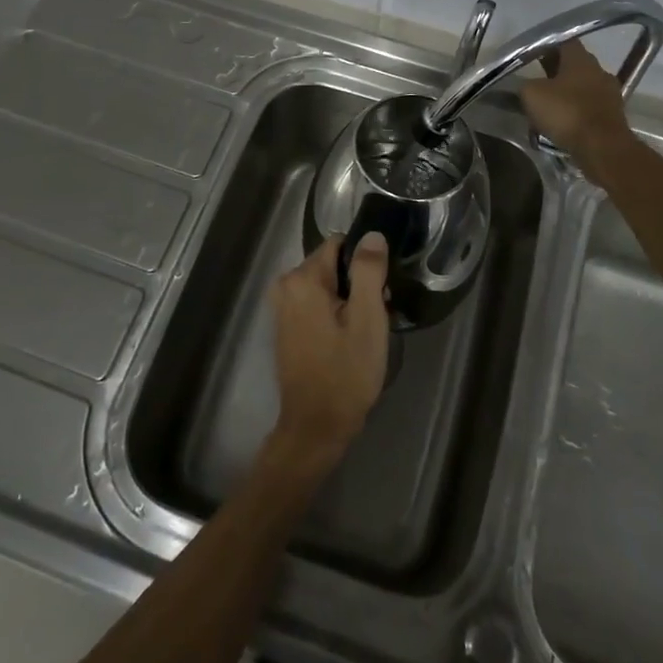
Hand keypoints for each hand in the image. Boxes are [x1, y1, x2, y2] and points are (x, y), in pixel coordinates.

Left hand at [269, 234, 390, 468]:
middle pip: (332, 265)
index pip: (340, 244)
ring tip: (364, 331)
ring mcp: (282, 307)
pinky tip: (348, 339)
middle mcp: (286, 285)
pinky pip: (315, 303)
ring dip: (347, 300)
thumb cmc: (345, 373)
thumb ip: (369, 271)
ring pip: (326, 285)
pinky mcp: (285, 326)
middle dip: (356, 283)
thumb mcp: (367, 320)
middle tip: (376, 315)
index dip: (364, 262)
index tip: (380, 289)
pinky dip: (333, 313)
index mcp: (303, 278)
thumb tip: (372, 235)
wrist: (315, 427)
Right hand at [520, 40, 637, 184]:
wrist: (602, 147)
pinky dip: (576, 112)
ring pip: (582, 87)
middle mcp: (599, 70)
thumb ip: (526, 84)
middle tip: (535, 81)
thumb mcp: (531, 94)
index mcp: (580, 58)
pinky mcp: (613, 116)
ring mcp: (610, 93)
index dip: (546, 46)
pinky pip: (589, 107)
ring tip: (547, 106)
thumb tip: (527, 86)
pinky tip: (562, 124)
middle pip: (574, 65)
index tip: (532, 55)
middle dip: (554, 71)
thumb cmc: (566, 112)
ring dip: (566, 93)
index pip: (563, 41)